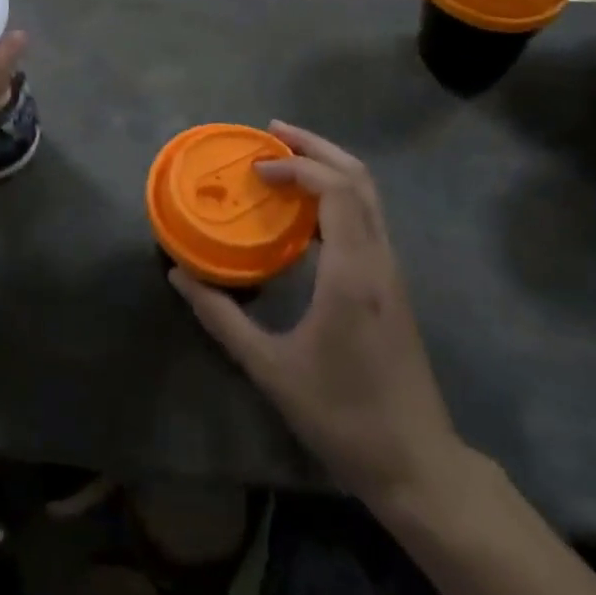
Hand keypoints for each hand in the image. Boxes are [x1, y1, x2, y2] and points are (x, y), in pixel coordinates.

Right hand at [169, 122, 469, 511]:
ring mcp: (392, 270)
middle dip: (316, 147)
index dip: (295, 167)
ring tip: (285, 162)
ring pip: (369, 195)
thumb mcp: (270, 368)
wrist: (415, 462)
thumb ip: (221, 318)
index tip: (255, 169)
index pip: (334, 189)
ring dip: (329, 168)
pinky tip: (304, 214)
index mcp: (352, 272)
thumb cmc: (341, 415)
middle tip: (273, 133)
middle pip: (358, 177)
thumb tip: (180, 276)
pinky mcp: (392, 284)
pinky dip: (337, 197)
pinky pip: (368, 219)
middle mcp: (379, 259)